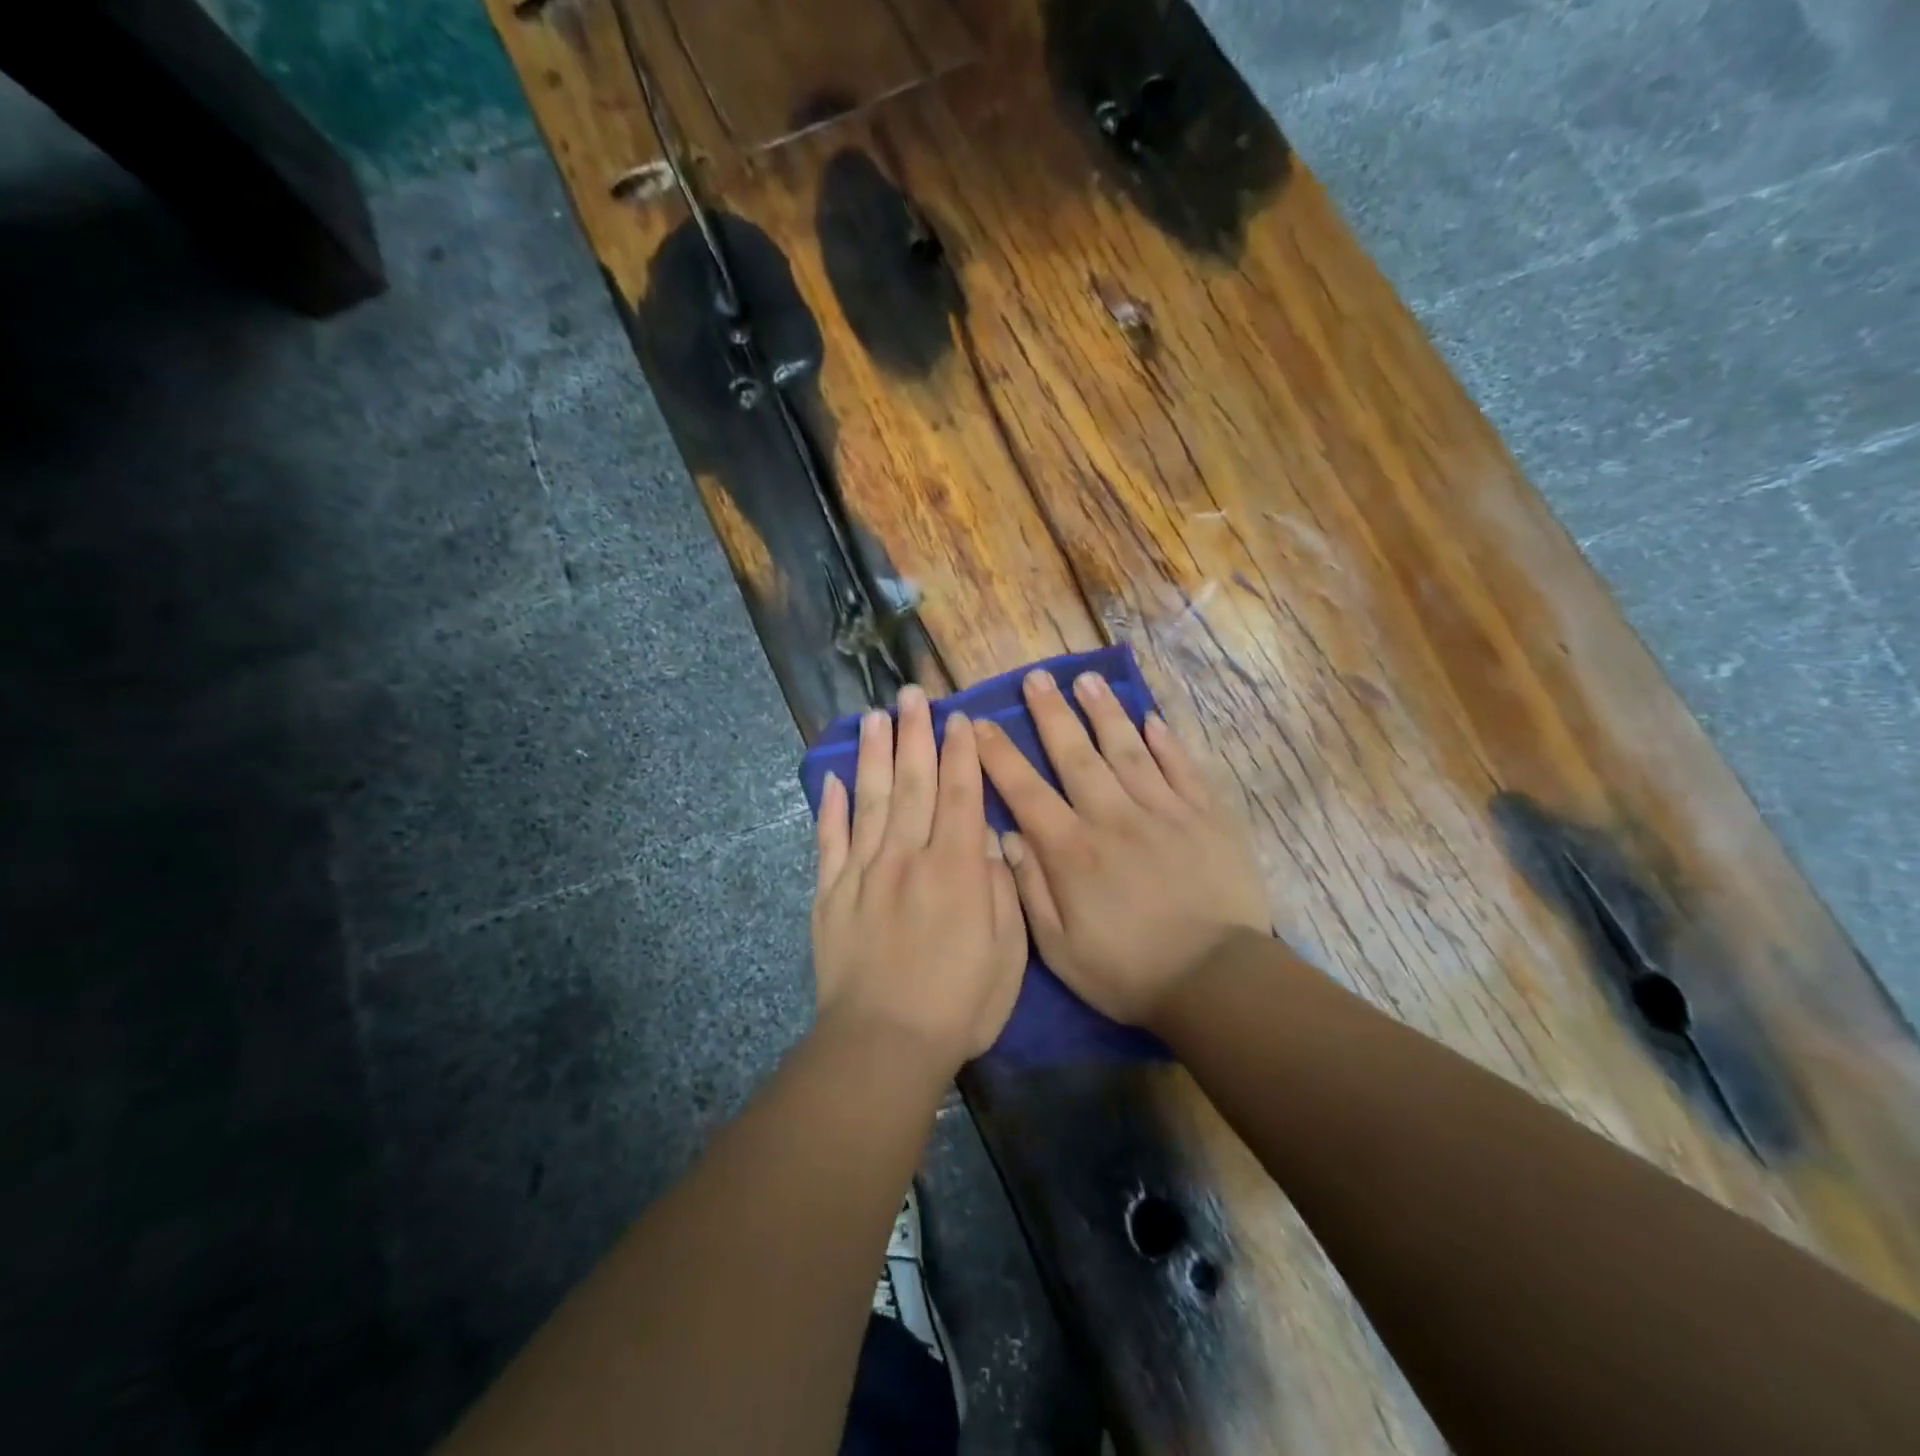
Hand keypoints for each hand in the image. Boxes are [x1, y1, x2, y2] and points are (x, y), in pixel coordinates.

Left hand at [812, 685, 1027, 1067]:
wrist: (884, 1044)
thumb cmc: (960, 1003)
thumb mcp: (1007, 952)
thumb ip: (1000, 888)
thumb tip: (990, 837)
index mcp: (956, 868)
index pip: (961, 794)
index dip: (960, 752)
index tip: (957, 717)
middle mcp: (908, 857)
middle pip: (912, 783)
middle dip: (914, 734)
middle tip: (911, 693)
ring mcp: (863, 872)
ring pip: (868, 800)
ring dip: (872, 755)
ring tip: (873, 716)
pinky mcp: (830, 894)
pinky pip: (828, 842)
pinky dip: (829, 808)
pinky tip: (830, 779)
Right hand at [976, 669, 1268, 1028]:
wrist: (1216, 982)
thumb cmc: (1128, 971)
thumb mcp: (1059, 949)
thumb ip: (1030, 889)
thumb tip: (1007, 836)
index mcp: (1073, 851)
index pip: (1026, 790)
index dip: (999, 755)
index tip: (978, 723)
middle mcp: (1114, 818)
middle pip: (1076, 755)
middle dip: (1051, 714)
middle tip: (1036, 677)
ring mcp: (1164, 812)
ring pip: (1128, 750)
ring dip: (1105, 713)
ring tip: (1087, 680)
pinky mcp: (1207, 817)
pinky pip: (1182, 768)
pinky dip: (1166, 742)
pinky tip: (1151, 719)